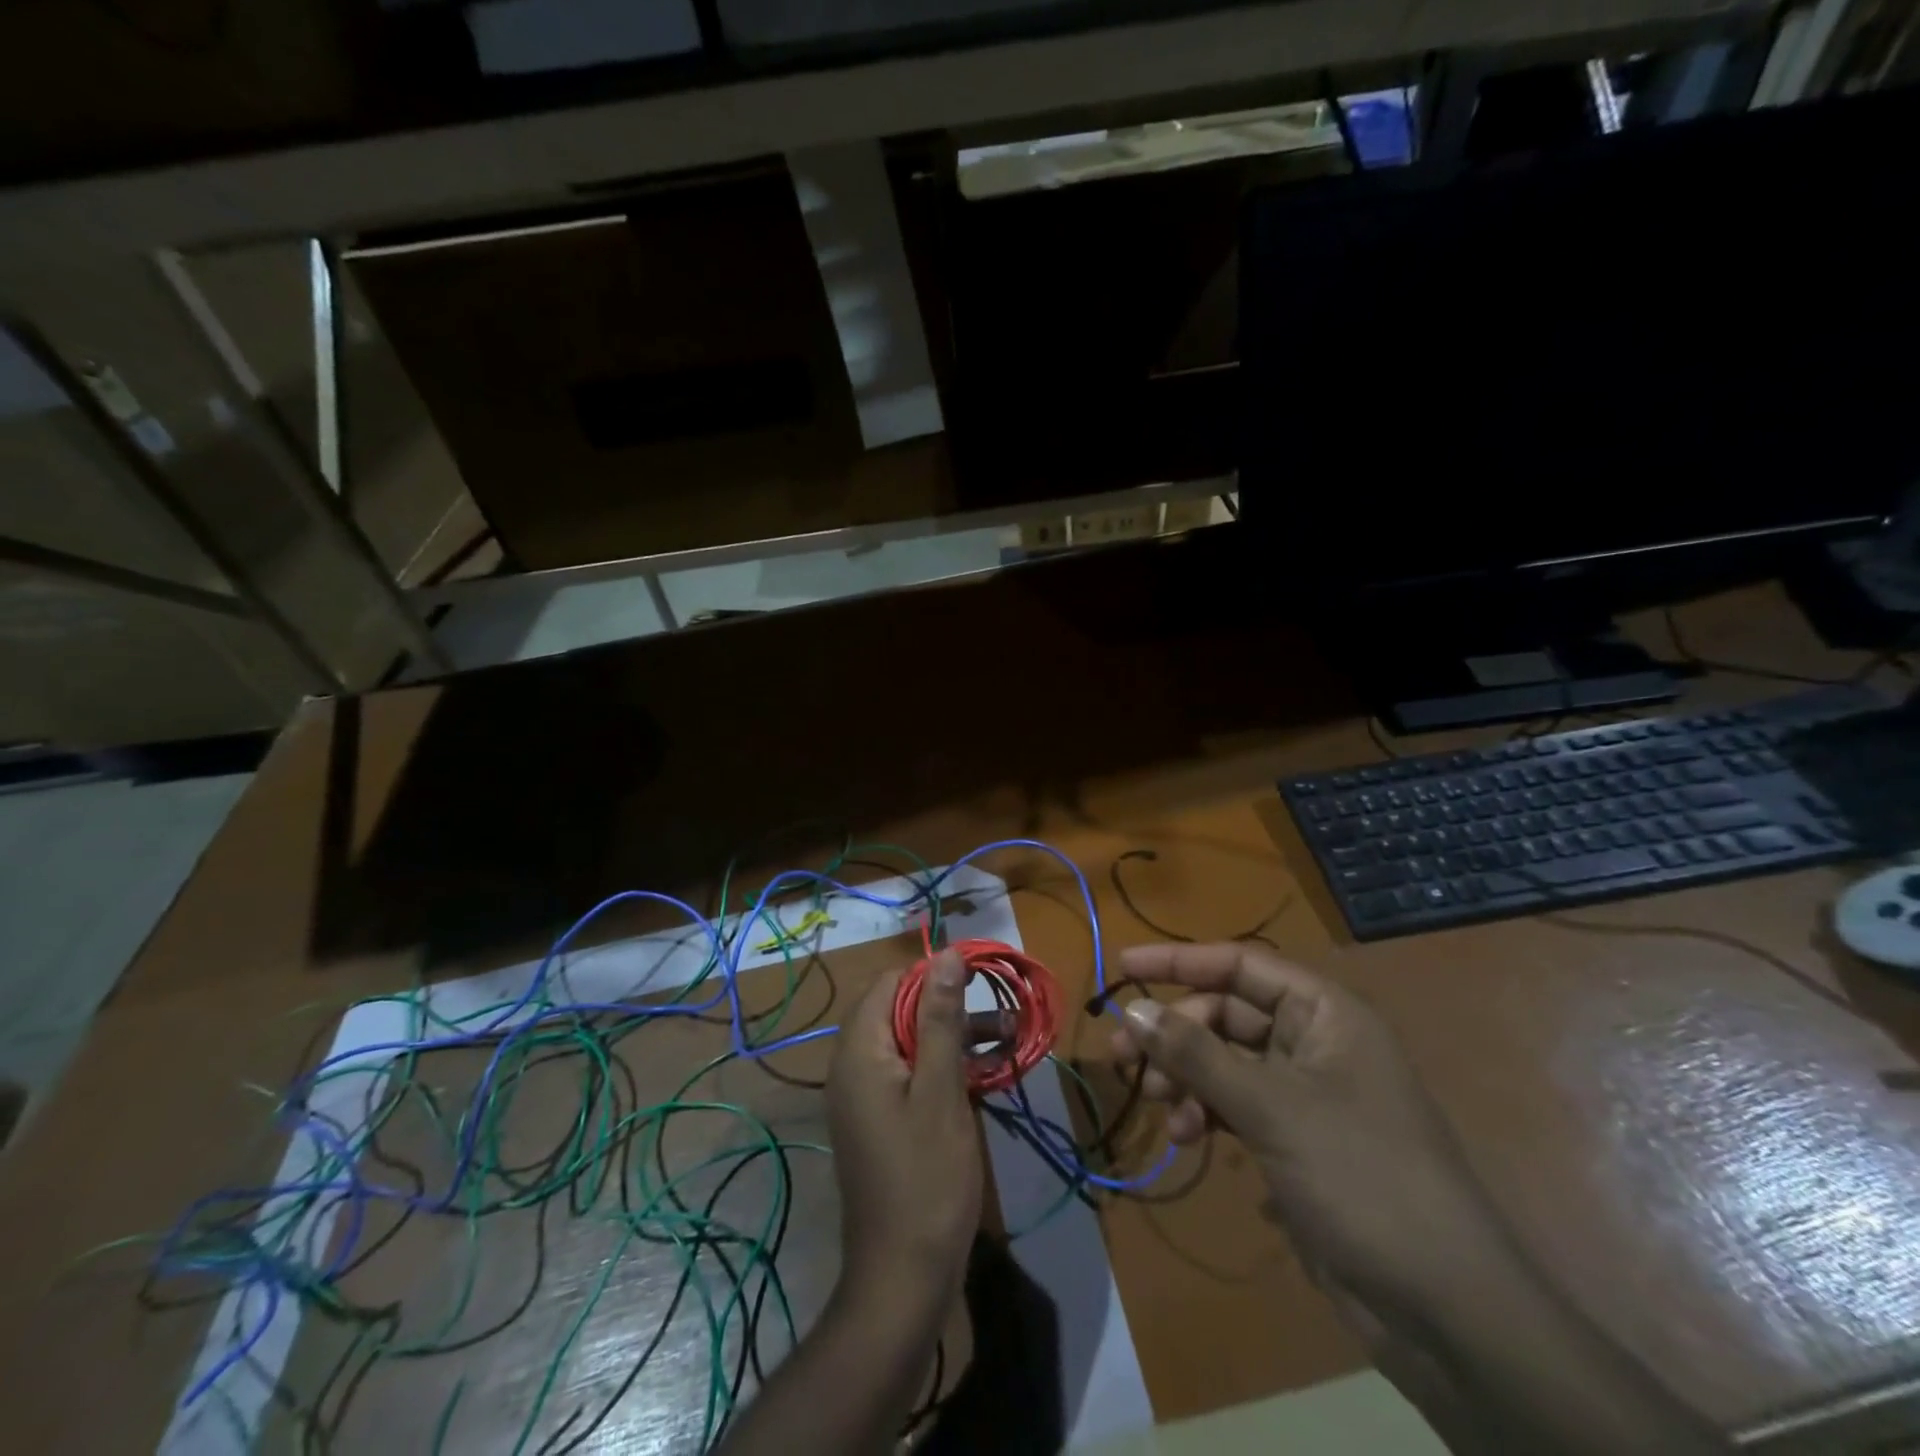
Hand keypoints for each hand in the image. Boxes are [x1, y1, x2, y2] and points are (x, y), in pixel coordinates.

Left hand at [827, 949, 983, 1310]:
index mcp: (860, 1051)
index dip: (933, 976)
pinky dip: (945, 1067)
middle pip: (901, 1011)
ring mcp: (867, 1096)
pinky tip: (987, 1074)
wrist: (903, 1278)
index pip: (890, 983)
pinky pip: (912, 1074)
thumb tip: (947, 954)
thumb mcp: (941, 1091)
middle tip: (1000, 1014)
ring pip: (912, 1043)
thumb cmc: (926, 1179)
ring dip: (955, 1036)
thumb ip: (941, 1018)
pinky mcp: (882, 1120)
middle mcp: (854, 1066)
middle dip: (951, 1007)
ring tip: (1009, 1038)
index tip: (977, 982)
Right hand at [1109, 943, 1508, 1314]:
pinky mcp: (1295, 1139)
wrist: (1443, 1307)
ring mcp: (1305, 1093)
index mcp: (1324, 1013)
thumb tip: (1132, 1008)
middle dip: (1175, 1033)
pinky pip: (1235, 1105)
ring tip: (1155, 1103)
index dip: (1179, 961)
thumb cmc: (1361, 1176)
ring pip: (1225, 1062)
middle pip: (1225, 1014)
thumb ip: (1197, 1054)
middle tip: (1123, 1055)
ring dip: (1185, 1077)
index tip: (1123, 966)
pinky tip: (1185, 1138)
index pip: (1240, 964)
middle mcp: (1314, 1042)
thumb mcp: (1272, 1107)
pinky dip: (1205, 1113)